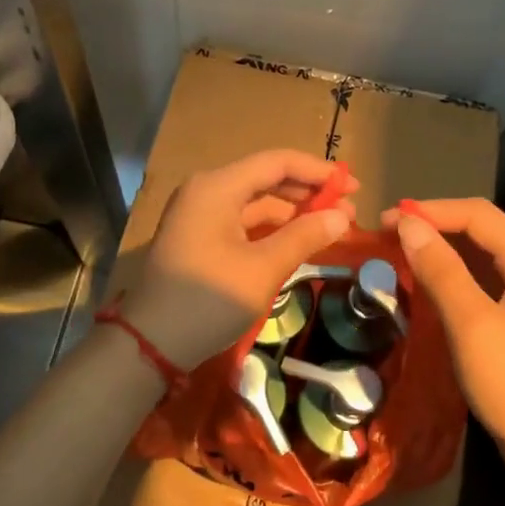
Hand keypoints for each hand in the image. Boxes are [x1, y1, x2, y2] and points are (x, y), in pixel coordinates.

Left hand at [126, 149, 357, 368]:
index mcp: (217, 186)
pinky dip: (271, 228)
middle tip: (348, 208)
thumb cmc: (208, 300)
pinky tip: (298, 239)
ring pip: (255, 201)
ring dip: (292, 211)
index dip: (318, 171)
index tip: (353, 186)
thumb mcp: (263, 269)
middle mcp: (206, 190)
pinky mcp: (198, 236)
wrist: (151, 342)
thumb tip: (342, 217)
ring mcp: (199, 213)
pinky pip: (242, 220)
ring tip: (331, 226)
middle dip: (308, 192)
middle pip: (266, 178)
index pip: (277, 162)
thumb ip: (304, 237)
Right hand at [385, 198, 504, 477]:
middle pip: (483, 228)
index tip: (384, 219)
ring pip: (484, 252)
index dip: (430, 211)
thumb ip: (441, 269)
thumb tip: (407, 224)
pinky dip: (456, 271)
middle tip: (386, 233)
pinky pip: (488, 276)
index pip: (479, 215)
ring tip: (399, 249)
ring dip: (443, 247)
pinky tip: (428, 277)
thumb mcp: (472, 325)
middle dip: (435, 225)